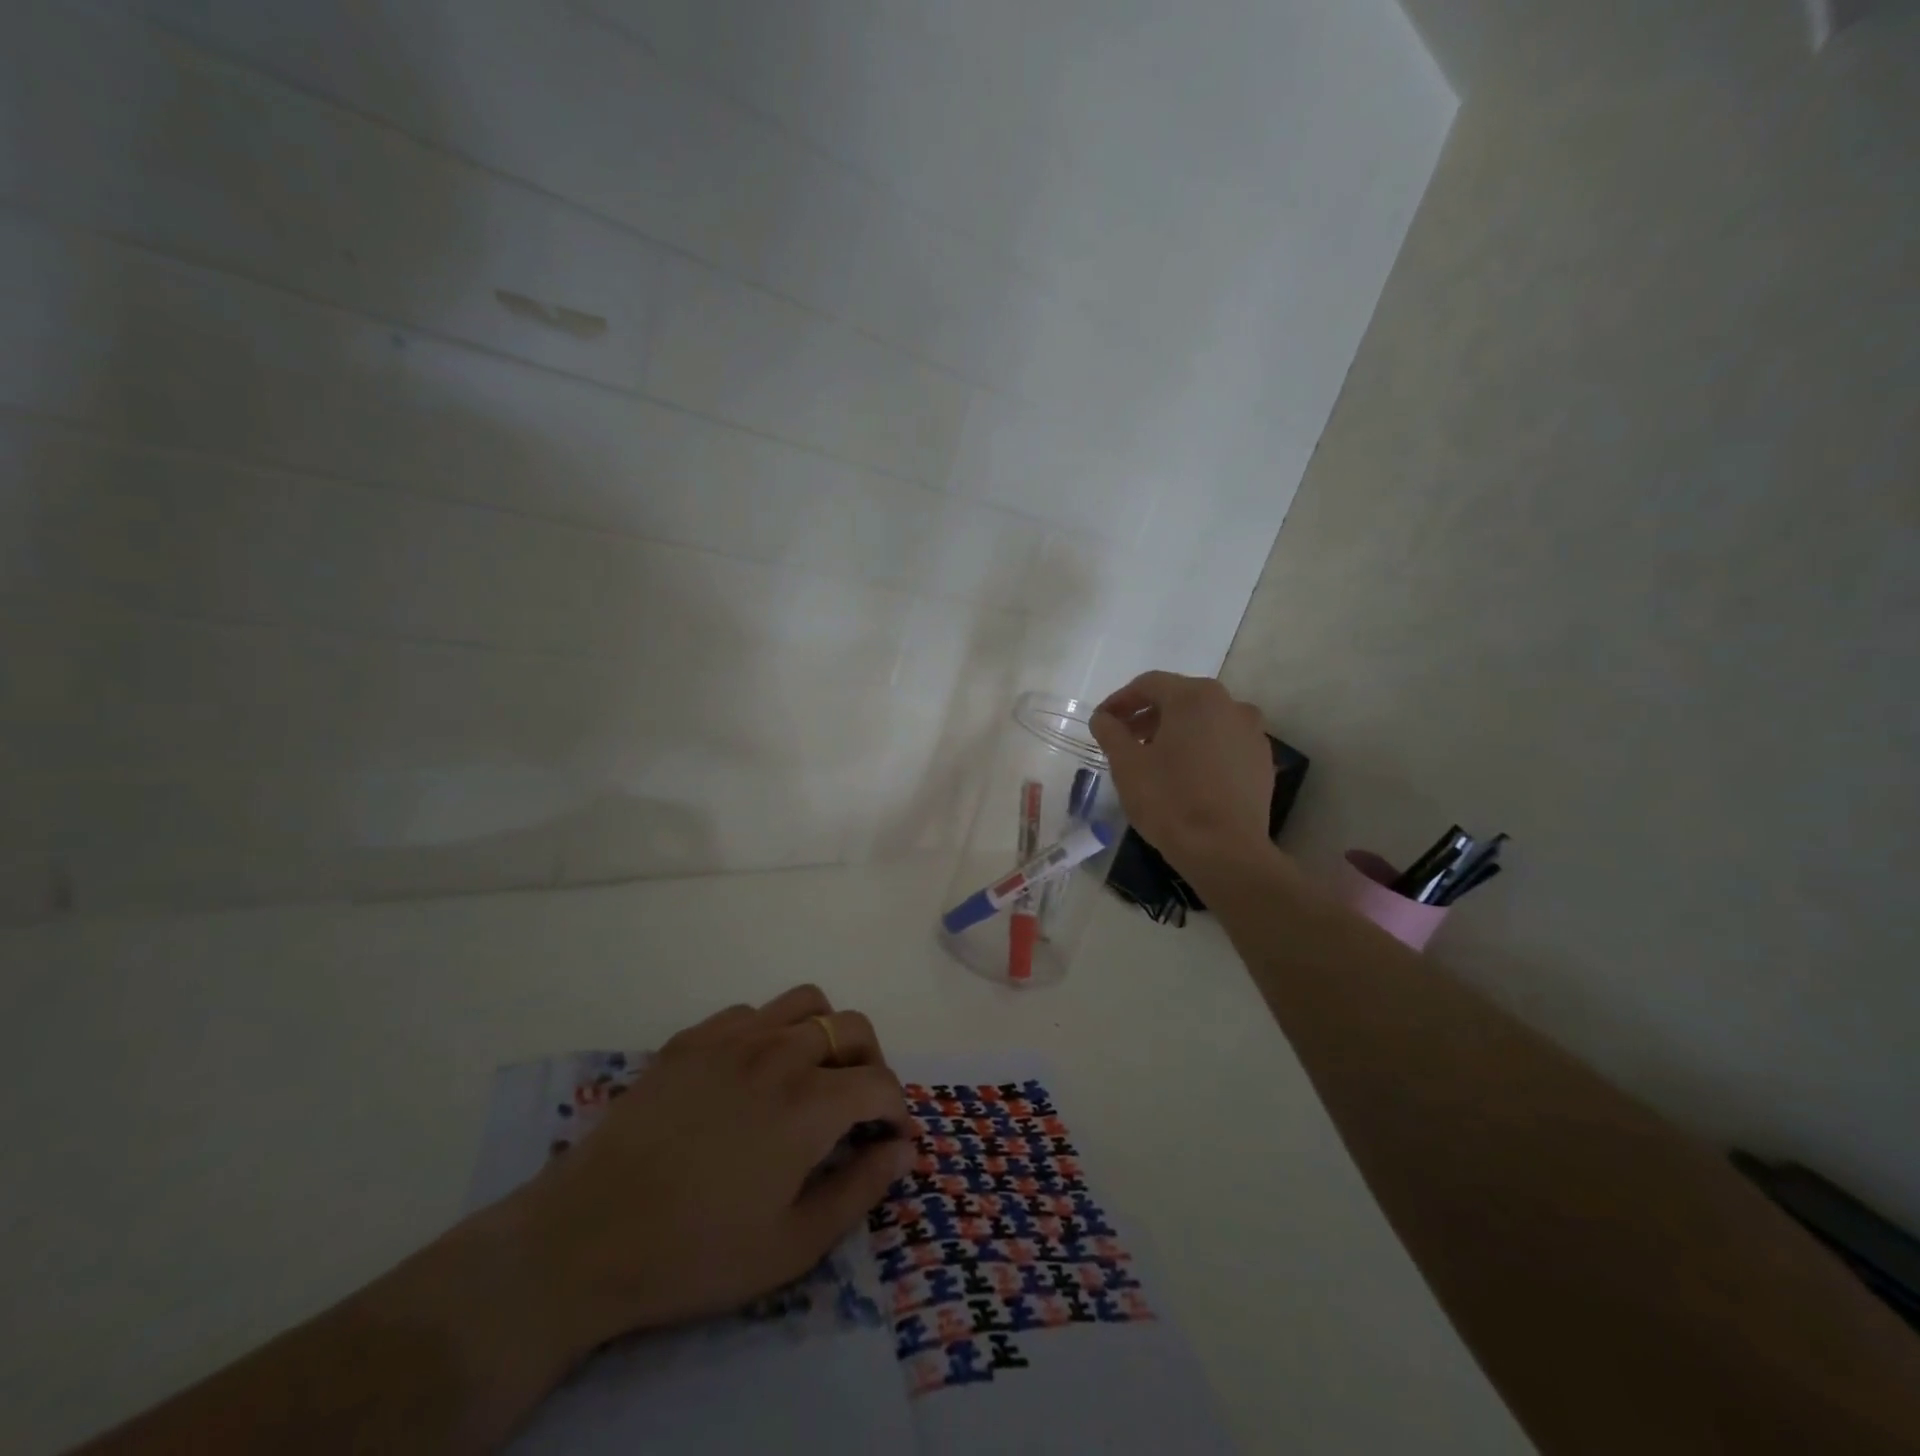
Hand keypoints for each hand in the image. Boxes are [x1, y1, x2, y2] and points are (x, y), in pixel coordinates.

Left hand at [500, 985, 913, 1355]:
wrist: (587, 1236)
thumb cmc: (696, 1252)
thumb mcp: (792, 1246)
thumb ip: (860, 1191)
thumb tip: (903, 1150)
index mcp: (811, 1103)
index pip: (881, 1083)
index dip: (896, 1110)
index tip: (888, 1139)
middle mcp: (780, 1052)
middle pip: (852, 1026)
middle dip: (870, 1061)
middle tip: (857, 1104)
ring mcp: (733, 1037)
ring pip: (805, 1002)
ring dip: (824, 1033)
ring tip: (811, 1074)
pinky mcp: (692, 1038)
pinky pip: (751, 1012)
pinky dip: (770, 1032)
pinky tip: (751, 1074)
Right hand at [1091, 672, 1277, 874]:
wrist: (1225, 850)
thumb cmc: (1169, 800)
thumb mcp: (1126, 764)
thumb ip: (1110, 732)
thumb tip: (1103, 718)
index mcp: (1195, 697)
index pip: (1149, 684)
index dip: (1120, 700)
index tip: (1102, 721)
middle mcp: (1230, 704)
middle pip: (1179, 699)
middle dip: (1147, 715)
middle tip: (1124, 739)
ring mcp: (1252, 732)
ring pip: (1204, 720)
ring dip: (1175, 731)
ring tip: (1153, 758)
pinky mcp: (1262, 760)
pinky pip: (1223, 742)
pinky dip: (1200, 748)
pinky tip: (1185, 774)